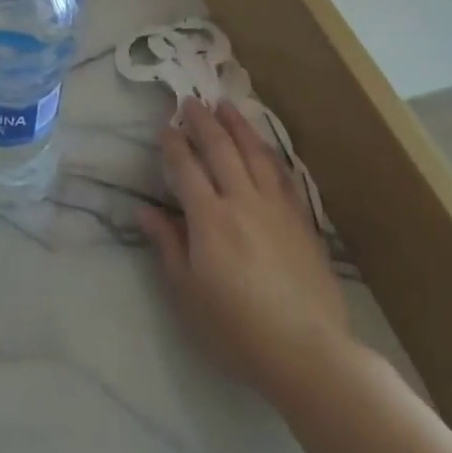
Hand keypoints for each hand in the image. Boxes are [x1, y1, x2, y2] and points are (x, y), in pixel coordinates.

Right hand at [139, 99, 355, 396]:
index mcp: (209, 218)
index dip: (174, 145)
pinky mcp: (301, 220)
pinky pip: (282, 174)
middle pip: (221, 149)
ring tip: (226, 106)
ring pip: (255, 153)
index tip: (165, 127)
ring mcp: (276, 207)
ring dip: (238, 126)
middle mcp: (242, 200)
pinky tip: (264, 147)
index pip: (187, 168)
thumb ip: (167, 246)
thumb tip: (144, 211)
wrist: (307, 351)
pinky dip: (269, 153)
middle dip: (203, 121)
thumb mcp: (188, 293)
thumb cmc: (236, 329)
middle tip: (191, 101)